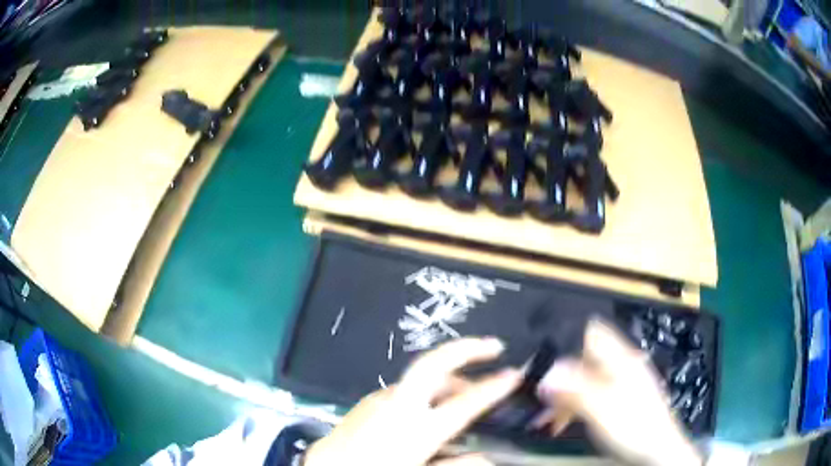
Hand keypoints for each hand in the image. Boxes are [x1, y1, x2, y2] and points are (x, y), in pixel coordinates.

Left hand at [304, 337, 521, 465]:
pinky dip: (425, 391)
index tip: (515, 375)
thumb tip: (486, 457)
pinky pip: (404, 390)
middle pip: (434, 364)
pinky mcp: (366, 403)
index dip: (493, 387)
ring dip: (448, 377)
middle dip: (466, 349)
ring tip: (467, 390)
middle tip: (494, 346)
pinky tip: (428, 408)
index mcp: (415, 430)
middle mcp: (397, 407)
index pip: (465, 403)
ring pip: (420, 378)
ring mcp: (379, 401)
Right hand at [536, 320, 702, 465]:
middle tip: (536, 394)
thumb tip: (546, 374)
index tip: (540, 356)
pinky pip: (588, 395)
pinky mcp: (616, 400)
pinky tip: (560, 422)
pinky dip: (571, 405)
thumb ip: (574, 389)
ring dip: (562, 395)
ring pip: (583, 378)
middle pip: (583, 357)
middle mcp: (619, 365)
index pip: (592, 330)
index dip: (565, 336)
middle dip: (558, 373)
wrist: (656, 451)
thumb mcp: (601, 408)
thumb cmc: (634, 426)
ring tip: (544, 417)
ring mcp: (618, 383)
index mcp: (620, 358)